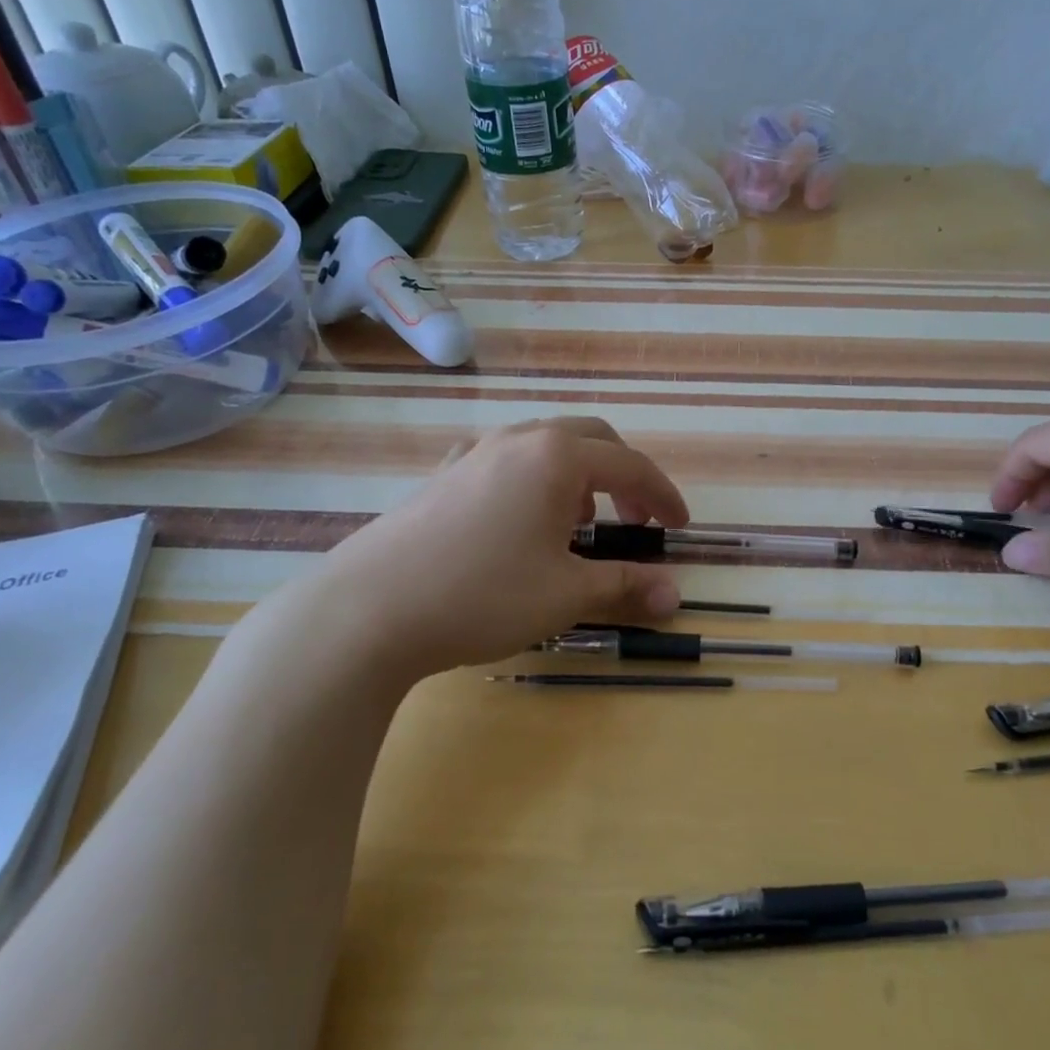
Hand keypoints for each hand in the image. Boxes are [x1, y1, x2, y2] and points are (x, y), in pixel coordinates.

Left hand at [300, 417, 688, 679]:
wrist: (369, 610)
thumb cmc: (482, 595)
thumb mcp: (565, 595)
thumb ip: (625, 586)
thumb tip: (673, 594)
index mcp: (557, 457)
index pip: (631, 466)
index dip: (663, 496)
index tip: (680, 527)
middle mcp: (519, 439)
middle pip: (591, 439)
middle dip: (623, 476)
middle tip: (634, 520)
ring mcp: (475, 452)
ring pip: (544, 444)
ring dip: (576, 475)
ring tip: (576, 523)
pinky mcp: (442, 474)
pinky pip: (502, 460)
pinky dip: (530, 479)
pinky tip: (517, 515)